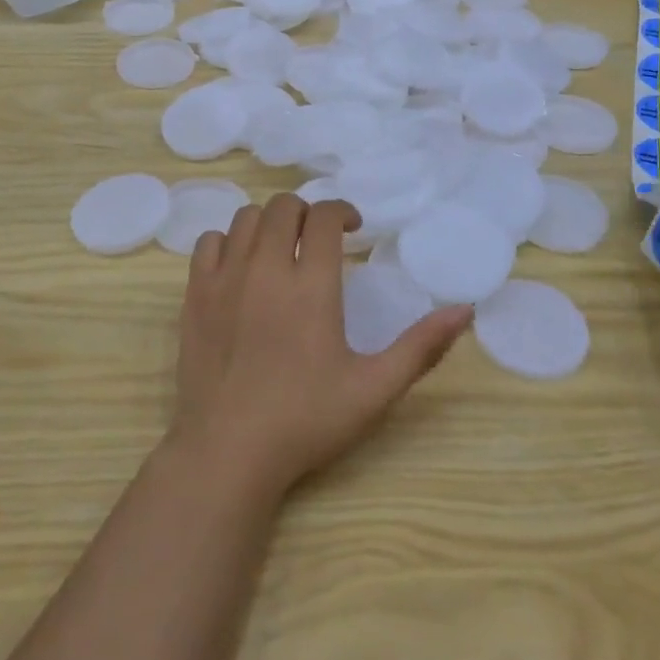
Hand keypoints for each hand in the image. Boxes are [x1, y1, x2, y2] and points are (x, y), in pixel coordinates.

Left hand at [172, 194, 470, 497]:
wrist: (227, 451)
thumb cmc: (304, 421)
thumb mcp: (374, 389)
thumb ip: (421, 347)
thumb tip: (465, 310)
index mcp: (311, 286)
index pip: (323, 217)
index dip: (342, 211)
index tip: (352, 228)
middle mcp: (265, 268)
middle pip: (283, 207)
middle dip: (306, 213)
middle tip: (318, 239)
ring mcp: (224, 279)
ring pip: (245, 219)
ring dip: (269, 223)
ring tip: (282, 248)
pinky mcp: (194, 295)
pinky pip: (208, 243)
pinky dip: (228, 242)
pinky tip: (240, 266)